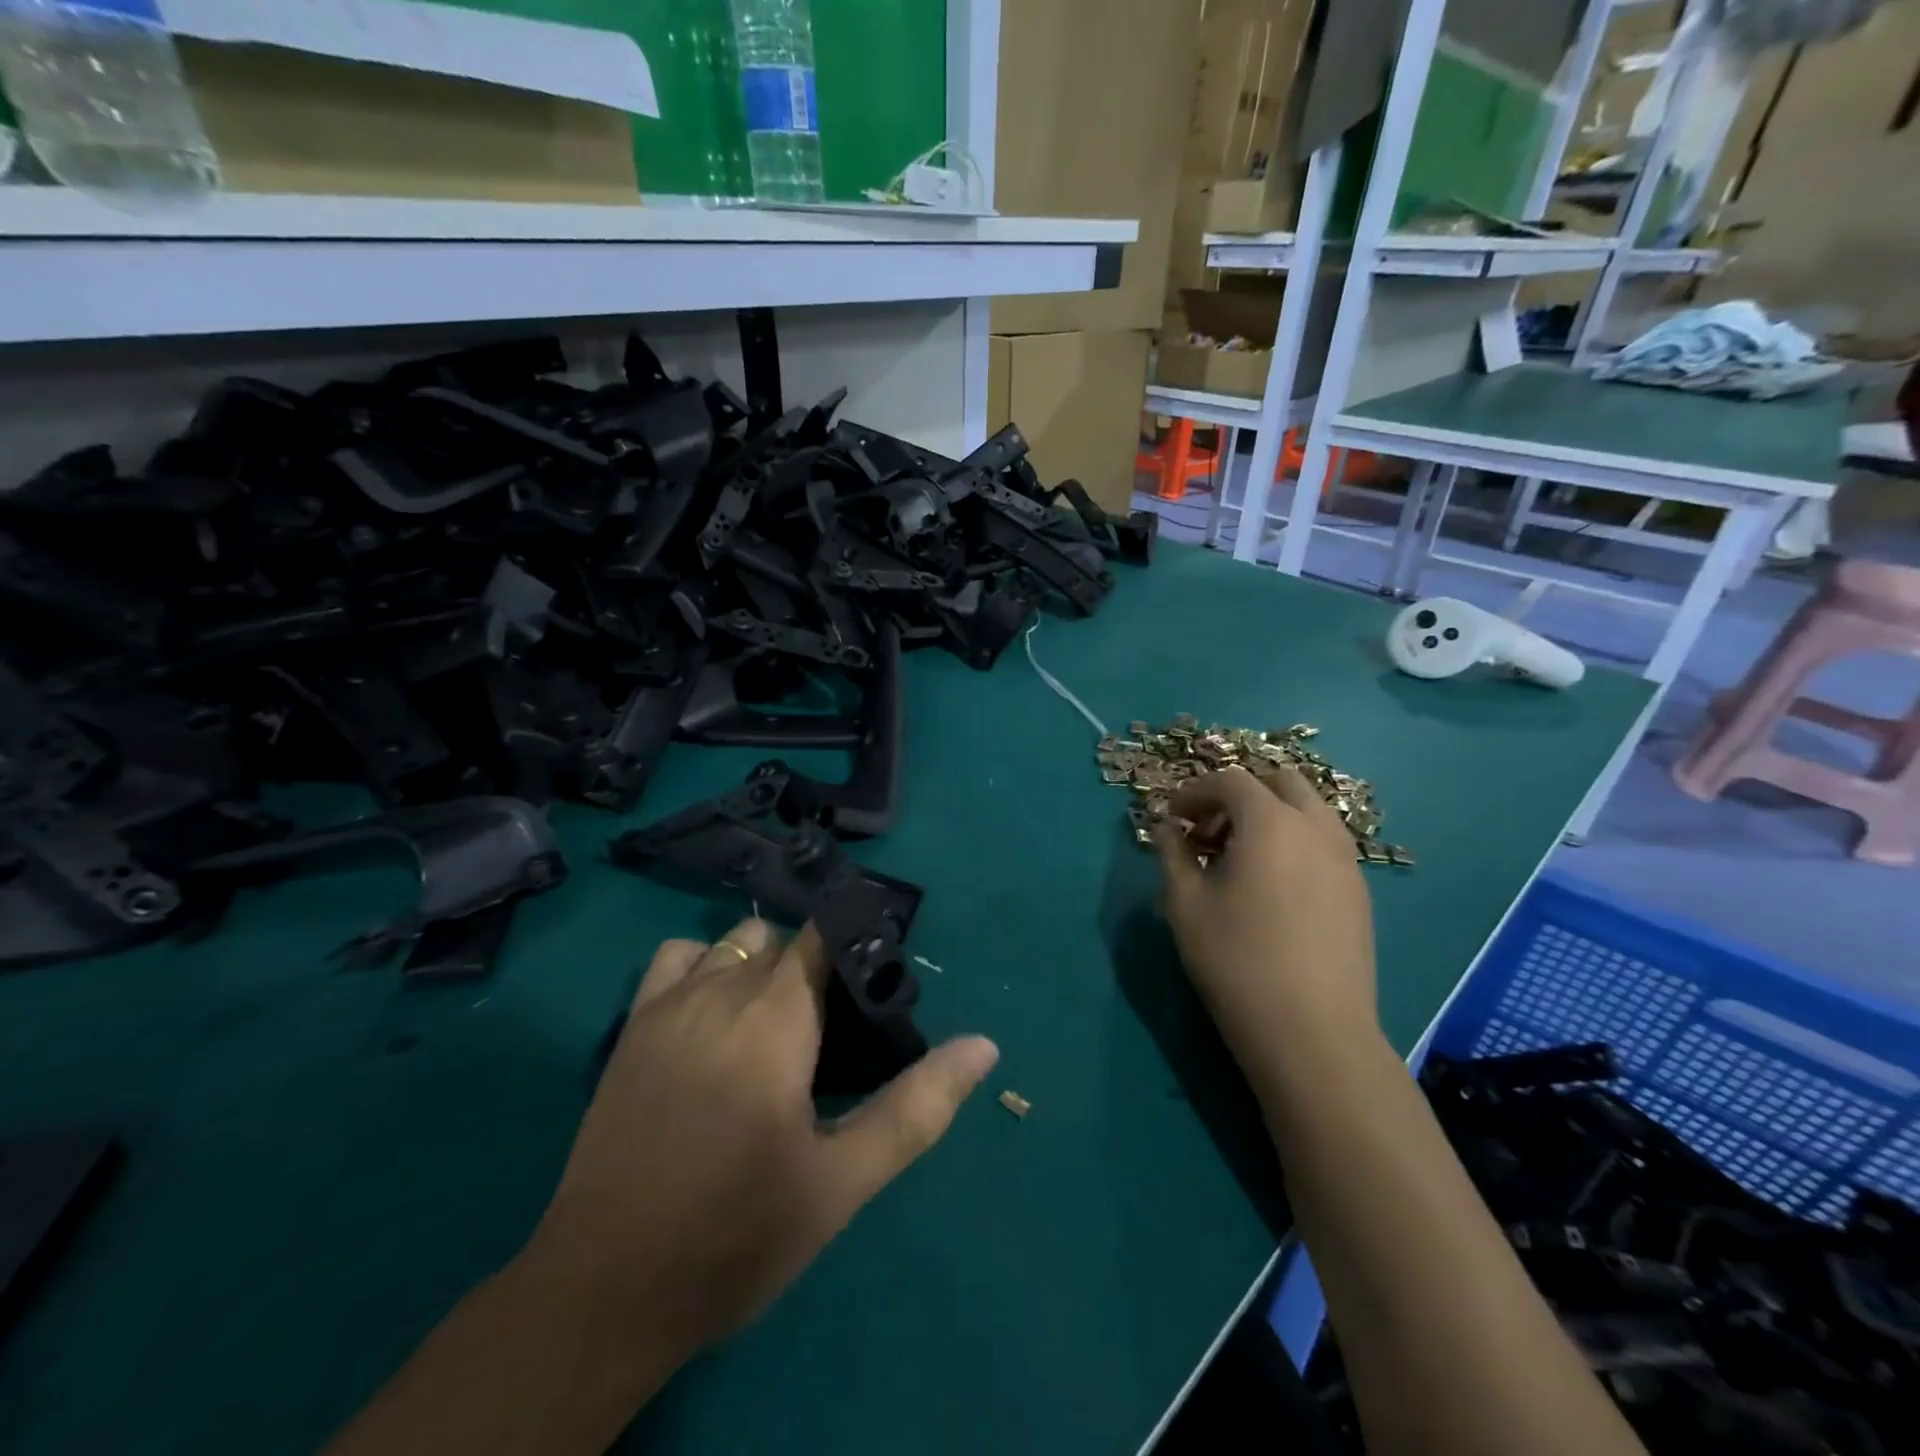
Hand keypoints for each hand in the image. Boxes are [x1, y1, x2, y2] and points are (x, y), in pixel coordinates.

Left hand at [523, 917, 997, 1367]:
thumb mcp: (841, 1181)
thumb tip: (984, 1046)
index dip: (859, 948)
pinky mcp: (632, 1027)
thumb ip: (917, 1107)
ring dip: (766, 964)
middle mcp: (723, 989)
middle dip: (820, 966)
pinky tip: (716, 1014)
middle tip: (836, 1029)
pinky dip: (706, 965)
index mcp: (777, 1016)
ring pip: (735, 943)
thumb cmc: (737, 1234)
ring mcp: (669, 1003)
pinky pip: (678, 958)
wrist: (606, 1290)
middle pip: (786, 941)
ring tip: (781, 1021)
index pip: (826, 936)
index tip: (879, 990)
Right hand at [1153, 764, 1379, 1082]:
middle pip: (1278, 781)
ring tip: (1239, 857)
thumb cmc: (1236, 960)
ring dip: (1269, 814)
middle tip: (1209, 830)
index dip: (1194, 791)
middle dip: (1238, 794)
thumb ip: (1172, 854)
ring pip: (1308, 808)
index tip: (1172, 818)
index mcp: (1271, 823)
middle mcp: (1316, 828)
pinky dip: (1293, 840)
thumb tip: (1167, 828)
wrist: (1312, 1032)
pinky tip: (1271, 884)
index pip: (1230, 780)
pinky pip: (1323, 841)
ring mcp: (1345, 858)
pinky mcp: (1358, 890)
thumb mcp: (1185, 904)